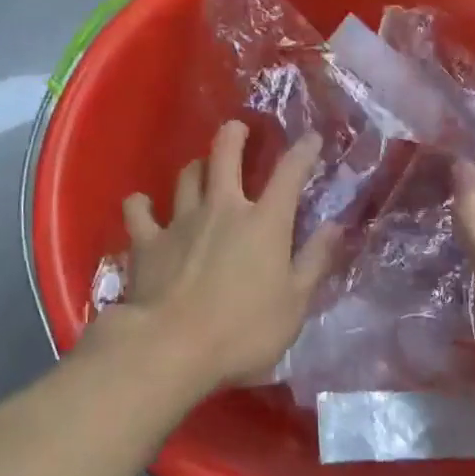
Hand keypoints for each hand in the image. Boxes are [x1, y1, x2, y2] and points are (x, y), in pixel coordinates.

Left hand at [110, 121, 337, 394]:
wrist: (171, 347)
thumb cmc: (242, 331)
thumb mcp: (294, 304)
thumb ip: (315, 261)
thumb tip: (336, 226)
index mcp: (264, 222)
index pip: (289, 174)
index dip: (303, 151)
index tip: (312, 138)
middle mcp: (222, 208)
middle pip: (225, 154)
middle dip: (234, 135)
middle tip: (238, 128)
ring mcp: (180, 220)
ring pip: (186, 176)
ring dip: (195, 167)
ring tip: (200, 168)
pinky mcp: (147, 240)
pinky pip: (138, 210)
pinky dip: (140, 205)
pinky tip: (142, 206)